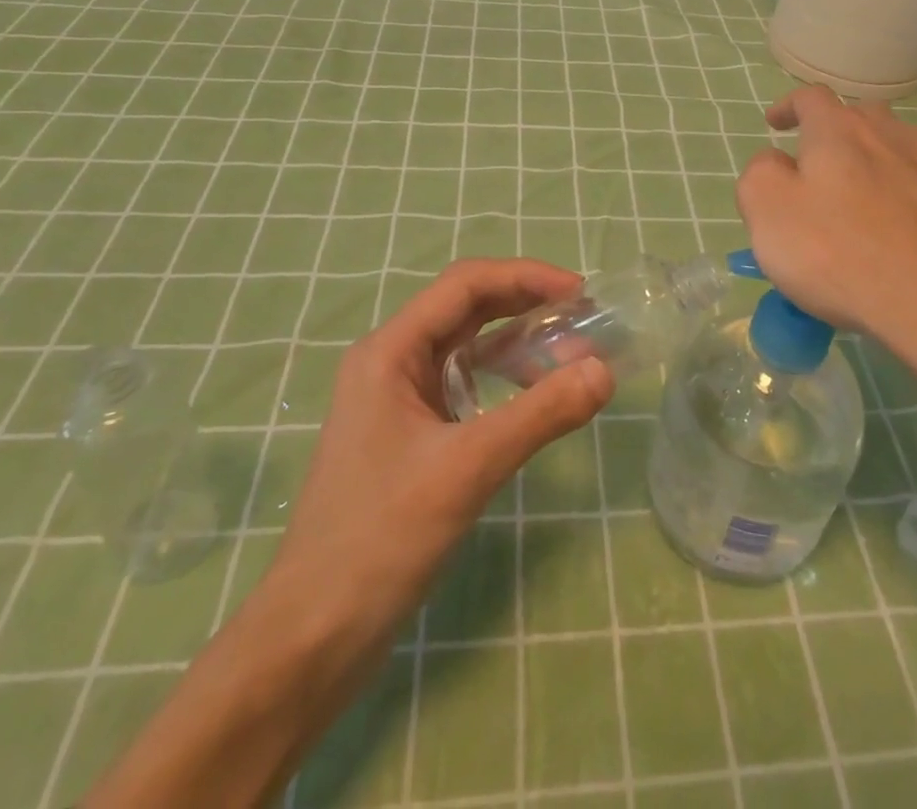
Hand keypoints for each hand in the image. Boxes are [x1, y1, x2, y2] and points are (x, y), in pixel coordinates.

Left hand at [83, 260, 612, 808]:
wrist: (311, 638)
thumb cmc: (379, 540)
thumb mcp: (467, 469)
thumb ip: (539, 415)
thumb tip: (605, 370)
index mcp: (390, 352)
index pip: (465, 285)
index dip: (526, 277)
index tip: (580, 292)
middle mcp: (391, 362)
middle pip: (467, 310)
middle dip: (526, 306)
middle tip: (584, 319)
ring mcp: (398, 400)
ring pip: (467, 348)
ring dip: (518, 343)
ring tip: (571, 355)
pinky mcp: (409, 435)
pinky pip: (464, 386)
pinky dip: (503, 380)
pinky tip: (534, 396)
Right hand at [736, 86, 916, 409]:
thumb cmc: (835, 252)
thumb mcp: (766, 208)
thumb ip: (760, 173)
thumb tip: (777, 162)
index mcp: (838, 132)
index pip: (811, 98)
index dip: (789, 106)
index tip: (774, 125)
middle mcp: (890, 139)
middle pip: (864, 115)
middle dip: (839, 128)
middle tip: (821, 160)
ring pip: (911, 142)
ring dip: (889, 150)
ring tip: (874, 176)